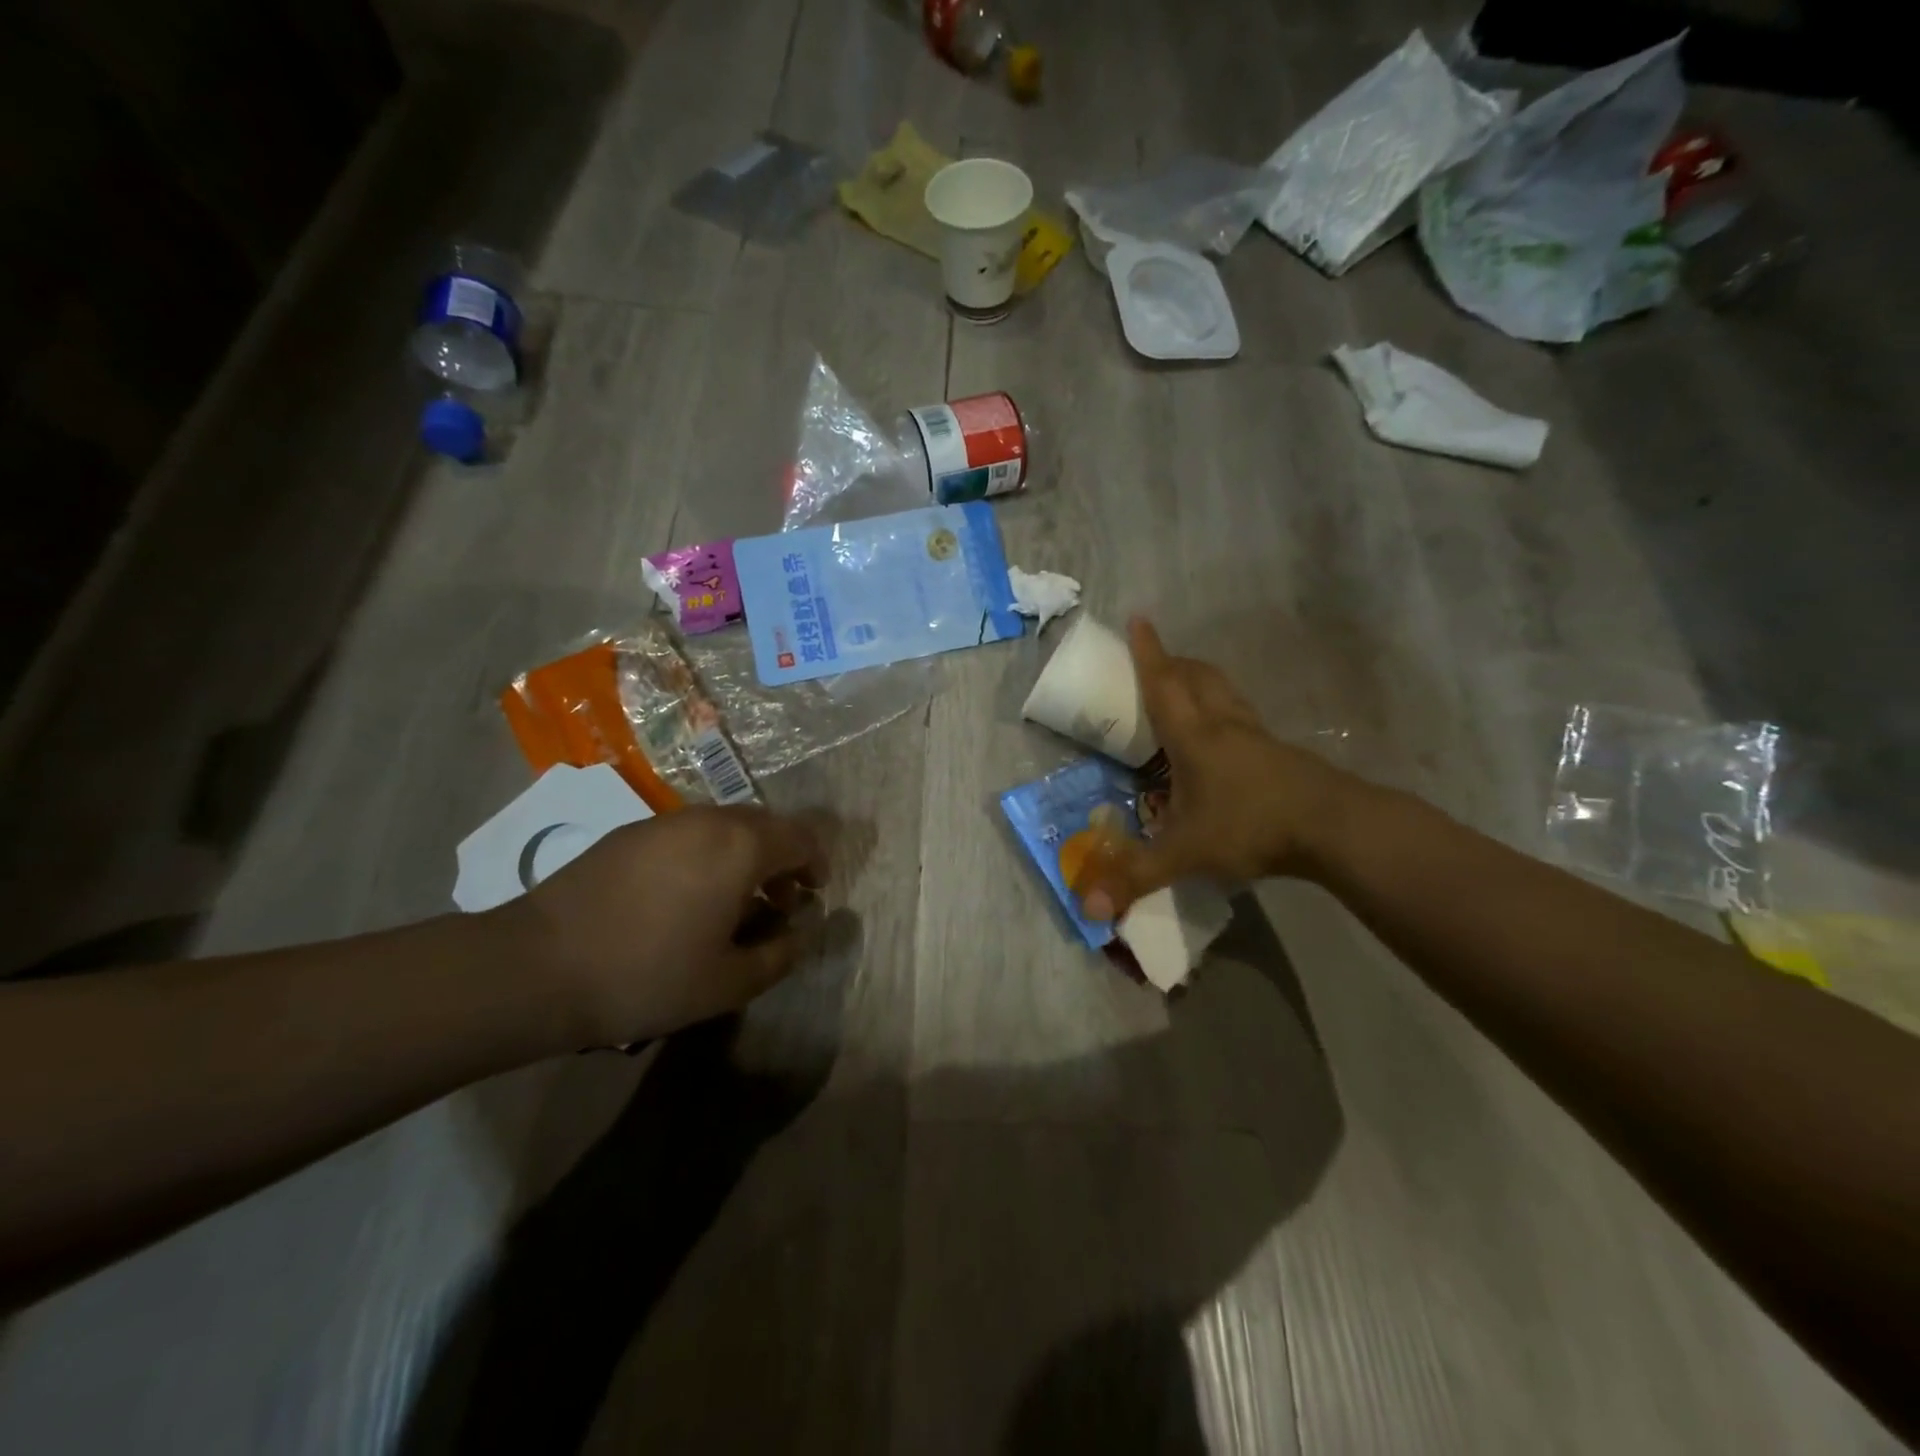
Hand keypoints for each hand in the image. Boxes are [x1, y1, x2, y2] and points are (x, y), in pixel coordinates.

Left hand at [492, 806, 825, 1047]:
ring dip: (744, 856)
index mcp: (741, 846)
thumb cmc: (647, 975)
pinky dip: (706, 855)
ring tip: (732, 902)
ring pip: (725, 826)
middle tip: (778, 902)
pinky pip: (688, 833)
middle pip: (765, 825)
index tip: (814, 895)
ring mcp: (665, 822)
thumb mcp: (728, 982)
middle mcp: (708, 820)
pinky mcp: (629, 834)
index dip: (816, 864)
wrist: (538, 966)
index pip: (801, 837)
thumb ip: (780, 954)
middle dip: (782, 859)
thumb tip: (802, 933)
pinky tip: (684, 897)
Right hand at [1078, 619, 1357, 919]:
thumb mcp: (1184, 854)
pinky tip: (1226, 741)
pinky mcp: (1281, 753)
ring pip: (1226, 693)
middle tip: (1158, 661)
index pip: (1163, 683)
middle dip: (1175, 661)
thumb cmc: (1249, 827)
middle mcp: (1225, 725)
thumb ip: (1135, 877)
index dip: (1148, 651)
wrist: (1334, 828)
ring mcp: (1258, 737)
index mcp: (1194, 736)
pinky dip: (1226, 712)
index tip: (1139, 618)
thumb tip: (1087, 907)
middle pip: (1198, 677)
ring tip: (1188, 690)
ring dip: (1204, 681)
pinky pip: (1244, 718)